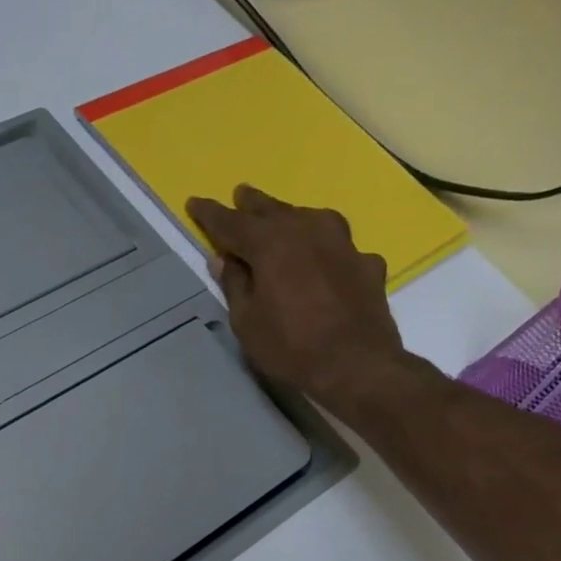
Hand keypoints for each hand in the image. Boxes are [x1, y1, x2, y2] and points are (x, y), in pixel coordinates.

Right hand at [187, 185, 419, 418]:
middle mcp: (308, 231)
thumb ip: (235, 284)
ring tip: (281, 219)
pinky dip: (324, 250)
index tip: (194, 202)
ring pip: (310, 220)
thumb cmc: (290, 346)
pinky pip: (338, 247)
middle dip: (252, 204)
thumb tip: (223, 259)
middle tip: (240, 194)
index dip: (210, 214)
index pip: (232, 222)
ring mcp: (343, 244)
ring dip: (291, 218)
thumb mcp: (246, 321)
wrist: (357, 366)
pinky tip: (323, 261)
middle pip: (274, 211)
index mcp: (271, 243)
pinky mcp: (366, 263)